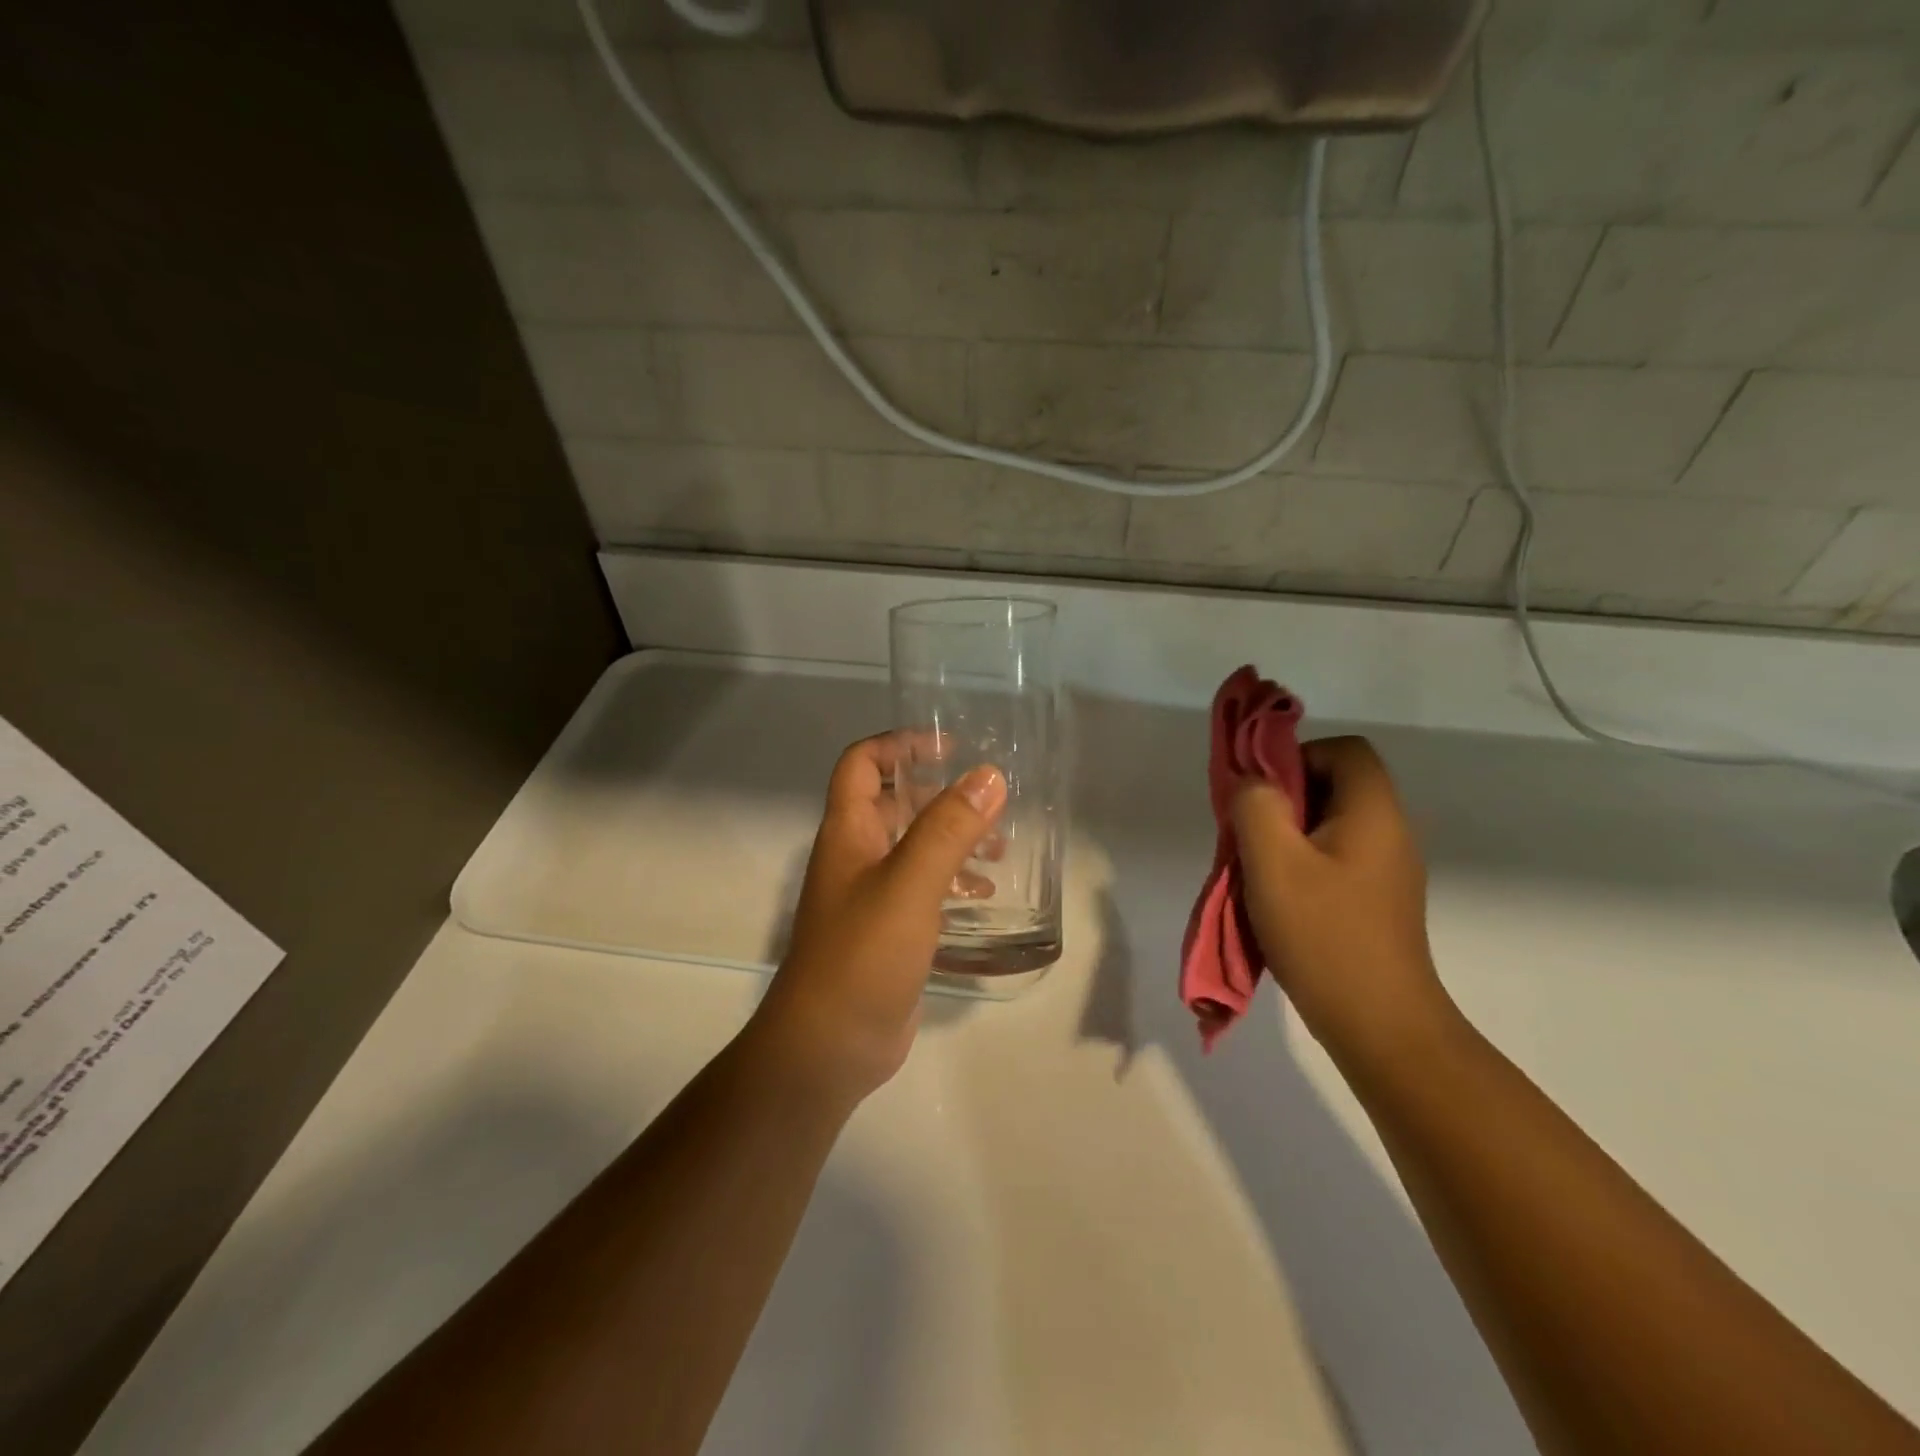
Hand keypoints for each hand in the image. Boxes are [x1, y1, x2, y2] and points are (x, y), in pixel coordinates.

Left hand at [750, 735, 1006, 1103]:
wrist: (828, 1046)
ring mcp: (869, 896)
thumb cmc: (863, 955)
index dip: (899, 744)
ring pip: (911, 847)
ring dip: (951, 839)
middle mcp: (854, 856)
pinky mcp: (887, 931)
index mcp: (847, 832)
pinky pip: (921, 888)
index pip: (862, 764)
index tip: (949, 746)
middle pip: (892, 804)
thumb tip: (988, 776)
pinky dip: (951, 880)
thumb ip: (948, 829)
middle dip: (938, 794)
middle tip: (988, 799)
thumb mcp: (910, 884)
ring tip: (1000, 848)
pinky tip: (983, 895)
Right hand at [1231, 735, 1453, 1062]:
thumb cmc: (1324, 935)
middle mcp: (1390, 832)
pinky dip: (1303, 866)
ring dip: (1288, 838)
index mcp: (1373, 812)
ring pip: (1330, 826)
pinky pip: (1336, 860)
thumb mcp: (1273, 862)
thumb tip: (1254, 784)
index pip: (1344, 750)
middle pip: (1334, 786)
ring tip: (1259, 873)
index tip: (1263, 796)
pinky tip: (1281, 902)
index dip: (1298, 758)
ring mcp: (1388, 871)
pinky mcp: (1378, 902)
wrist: (1380, 1025)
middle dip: (1284, 802)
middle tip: (1251, 837)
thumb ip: (1256, 806)